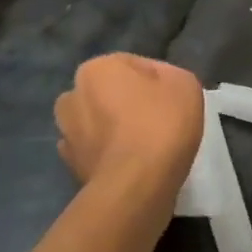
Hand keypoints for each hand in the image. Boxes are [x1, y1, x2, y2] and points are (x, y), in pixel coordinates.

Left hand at [55, 54, 204, 193]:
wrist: (136, 185)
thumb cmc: (162, 125)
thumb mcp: (185, 84)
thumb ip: (168, 75)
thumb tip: (156, 84)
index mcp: (96, 69)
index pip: (132, 66)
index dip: (157, 81)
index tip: (173, 100)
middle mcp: (72, 95)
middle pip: (109, 93)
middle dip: (127, 103)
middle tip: (158, 121)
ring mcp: (66, 133)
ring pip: (97, 123)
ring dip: (113, 129)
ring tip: (143, 147)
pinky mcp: (69, 166)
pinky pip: (95, 152)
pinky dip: (108, 155)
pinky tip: (130, 165)